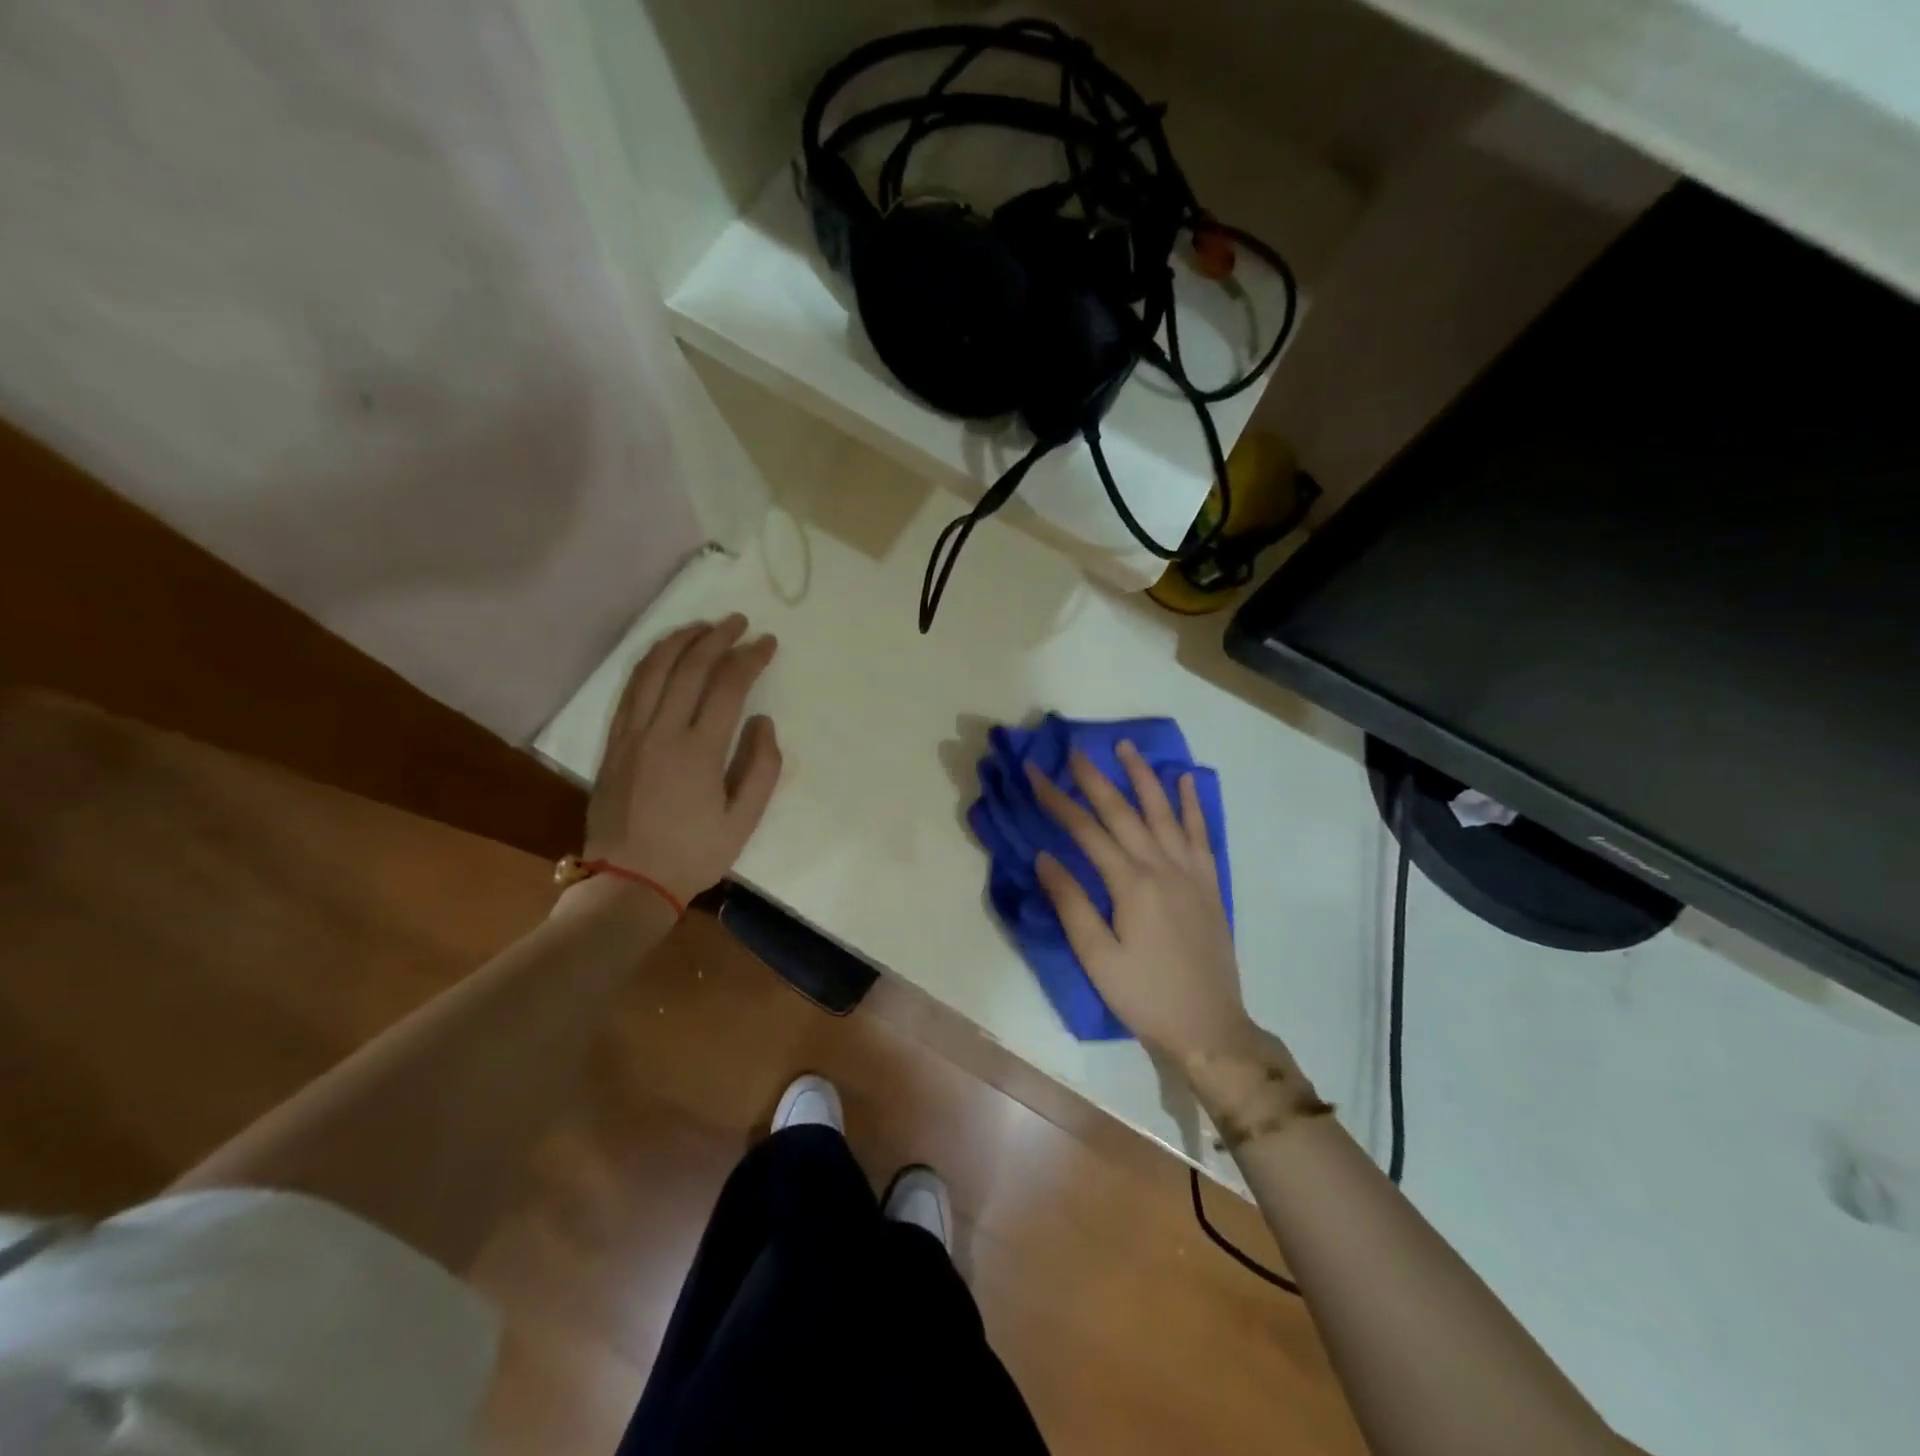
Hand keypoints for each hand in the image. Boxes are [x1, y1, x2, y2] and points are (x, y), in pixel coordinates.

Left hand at [582, 615, 782, 904]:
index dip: (750, 658)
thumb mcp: (744, 821)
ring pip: (654, 670)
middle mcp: (662, 731)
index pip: (728, 686)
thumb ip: (761, 767)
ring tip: (702, 626)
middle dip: (718, 637)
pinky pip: (631, 689)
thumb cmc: (693, 854)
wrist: (628, 881)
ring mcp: (632, 734)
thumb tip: (762, 720)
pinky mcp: (613, 742)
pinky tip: (664, 653)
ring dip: (680, 640)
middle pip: (690, 667)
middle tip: (739, 622)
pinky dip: (649, 662)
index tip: (767, 643)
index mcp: (699, 751)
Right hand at [1027, 741, 1260, 1064]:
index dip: (1058, 800)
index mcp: (1130, 884)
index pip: (1086, 830)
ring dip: (1144, 776)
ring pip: (1164, 812)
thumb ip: (1071, 903)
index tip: (1036, 774)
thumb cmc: (1143, 995)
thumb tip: (1045, 856)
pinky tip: (1185, 780)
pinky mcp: (1209, 883)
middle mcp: (1162, 867)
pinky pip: (1200, 833)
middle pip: (1123, 812)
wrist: (1209, 1026)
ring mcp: (1190, 872)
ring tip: (1126, 747)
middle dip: (1095, 778)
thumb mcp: (1096, 957)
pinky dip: (1191, 804)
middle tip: (1075, 750)